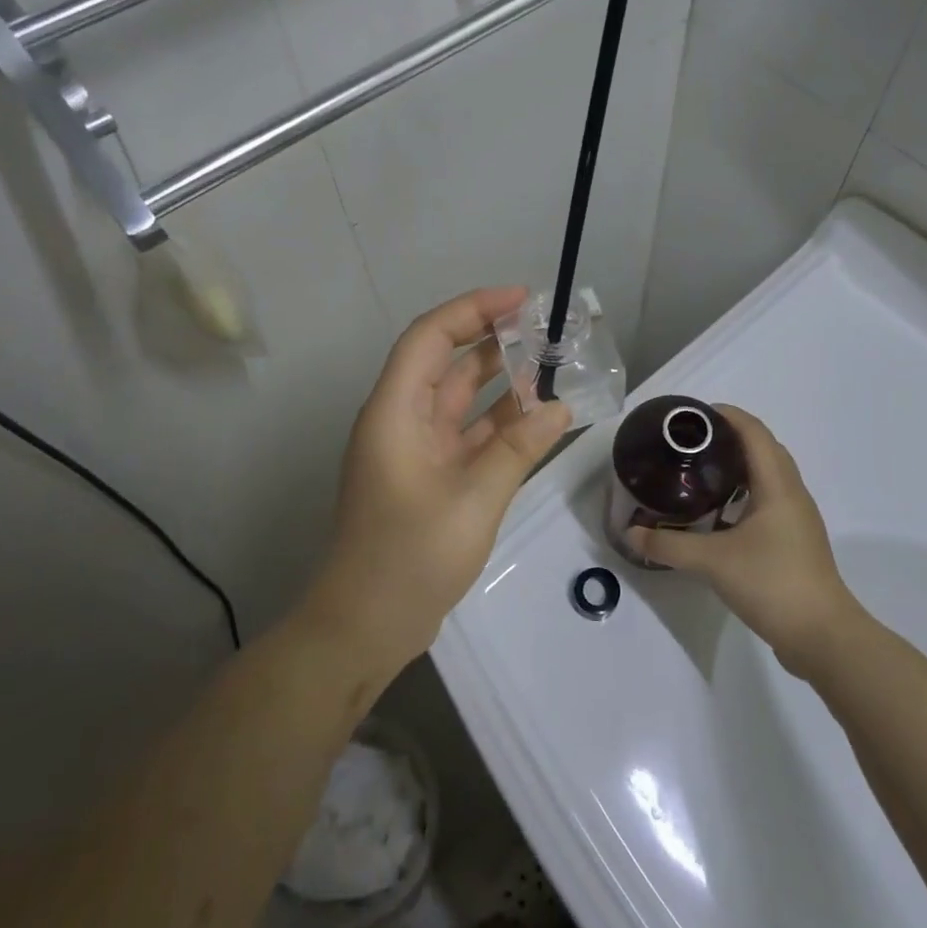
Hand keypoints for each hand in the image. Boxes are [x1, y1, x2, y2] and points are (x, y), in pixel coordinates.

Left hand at [304, 288, 570, 677]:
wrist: (366, 627)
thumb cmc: (409, 557)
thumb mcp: (473, 498)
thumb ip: (517, 448)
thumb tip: (560, 406)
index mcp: (395, 412)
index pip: (431, 337)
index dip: (473, 309)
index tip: (522, 299)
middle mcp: (403, 421)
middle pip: (448, 363)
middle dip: (494, 340)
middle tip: (548, 329)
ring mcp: (418, 451)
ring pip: (462, 400)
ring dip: (503, 383)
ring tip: (553, 365)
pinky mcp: (432, 478)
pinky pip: (470, 435)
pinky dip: (502, 425)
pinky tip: (541, 418)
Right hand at [626, 406, 859, 675]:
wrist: (822, 636)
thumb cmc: (772, 583)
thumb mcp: (712, 562)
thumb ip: (668, 545)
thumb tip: (631, 533)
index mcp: (778, 485)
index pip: (754, 432)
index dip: (726, 415)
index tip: (692, 415)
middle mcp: (792, 493)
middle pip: (763, 448)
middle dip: (729, 437)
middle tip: (689, 443)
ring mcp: (797, 518)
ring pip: (768, 475)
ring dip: (738, 466)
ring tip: (700, 471)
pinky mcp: (795, 541)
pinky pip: (768, 500)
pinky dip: (744, 493)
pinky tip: (718, 513)